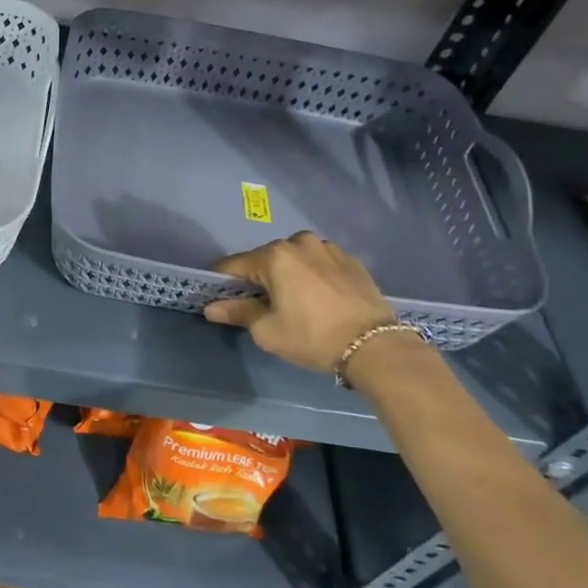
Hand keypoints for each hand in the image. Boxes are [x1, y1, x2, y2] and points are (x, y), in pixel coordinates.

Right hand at [204, 232, 398, 373]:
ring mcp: (328, 248)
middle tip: (263, 307)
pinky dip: (312, 275)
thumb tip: (211, 307)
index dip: (223, 283)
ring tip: (296, 302)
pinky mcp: (351, 259)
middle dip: (258, 279)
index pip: (233, 265)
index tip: (221, 299)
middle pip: (265, 259)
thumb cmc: (312, 337)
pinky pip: (319, 263)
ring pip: (294, 258)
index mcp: (274, 255)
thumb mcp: (268, 331)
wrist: (376, 345)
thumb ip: (238, 313)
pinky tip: (320, 299)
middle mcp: (299, 242)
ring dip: (288, 275)